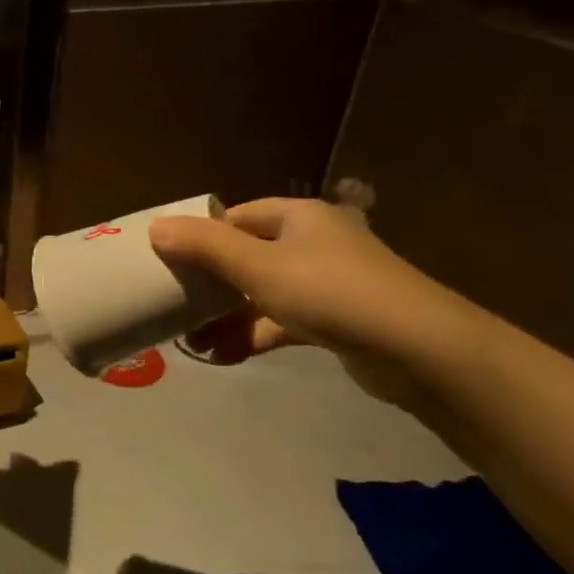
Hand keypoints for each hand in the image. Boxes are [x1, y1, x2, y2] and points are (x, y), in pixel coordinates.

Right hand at [148, 198, 484, 405]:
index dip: (201, 235)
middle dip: (209, 285)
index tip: (167, 261)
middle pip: (246, 257)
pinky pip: (280, 322)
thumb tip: (156, 227)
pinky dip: (253, 336)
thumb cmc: (330, 292)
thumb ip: (206, 247)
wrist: (417, 349)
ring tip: (190, 343)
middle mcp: (311, 243)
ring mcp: (324, 283)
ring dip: (226, 317)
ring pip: (261, 295)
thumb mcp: (259, 266)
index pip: (236, 217)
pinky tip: (223, 357)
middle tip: (173, 306)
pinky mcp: (333, 320)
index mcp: (297, 217)